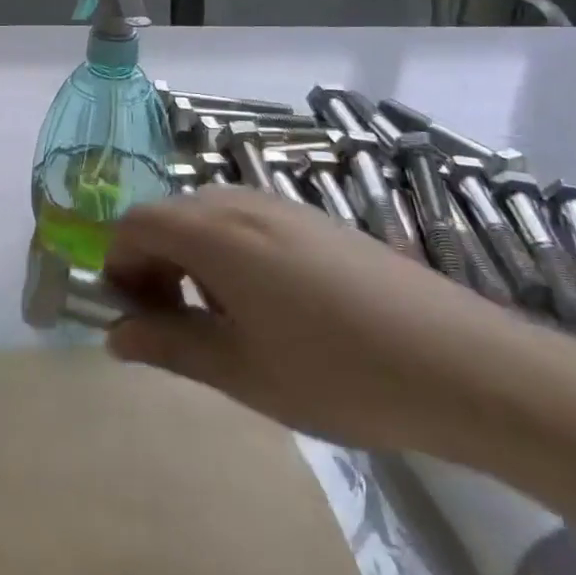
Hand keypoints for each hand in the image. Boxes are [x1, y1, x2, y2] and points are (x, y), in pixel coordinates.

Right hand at [103, 190, 575, 457]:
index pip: (135, 224)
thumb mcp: (241, 371)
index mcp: (214, 233)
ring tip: (220, 321)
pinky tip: (269, 306)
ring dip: (190, 258)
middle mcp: (240, 202)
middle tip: (170, 325)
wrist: (459, 362)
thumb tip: (115, 336)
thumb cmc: (336, 372)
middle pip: (169, 216)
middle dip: (153, 264)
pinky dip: (228, 252)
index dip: (117, 265)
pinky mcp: (314, 218)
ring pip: (207, 217)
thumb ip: (169, 346)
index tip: (130, 316)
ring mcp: (282, 205)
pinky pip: (246, 221)